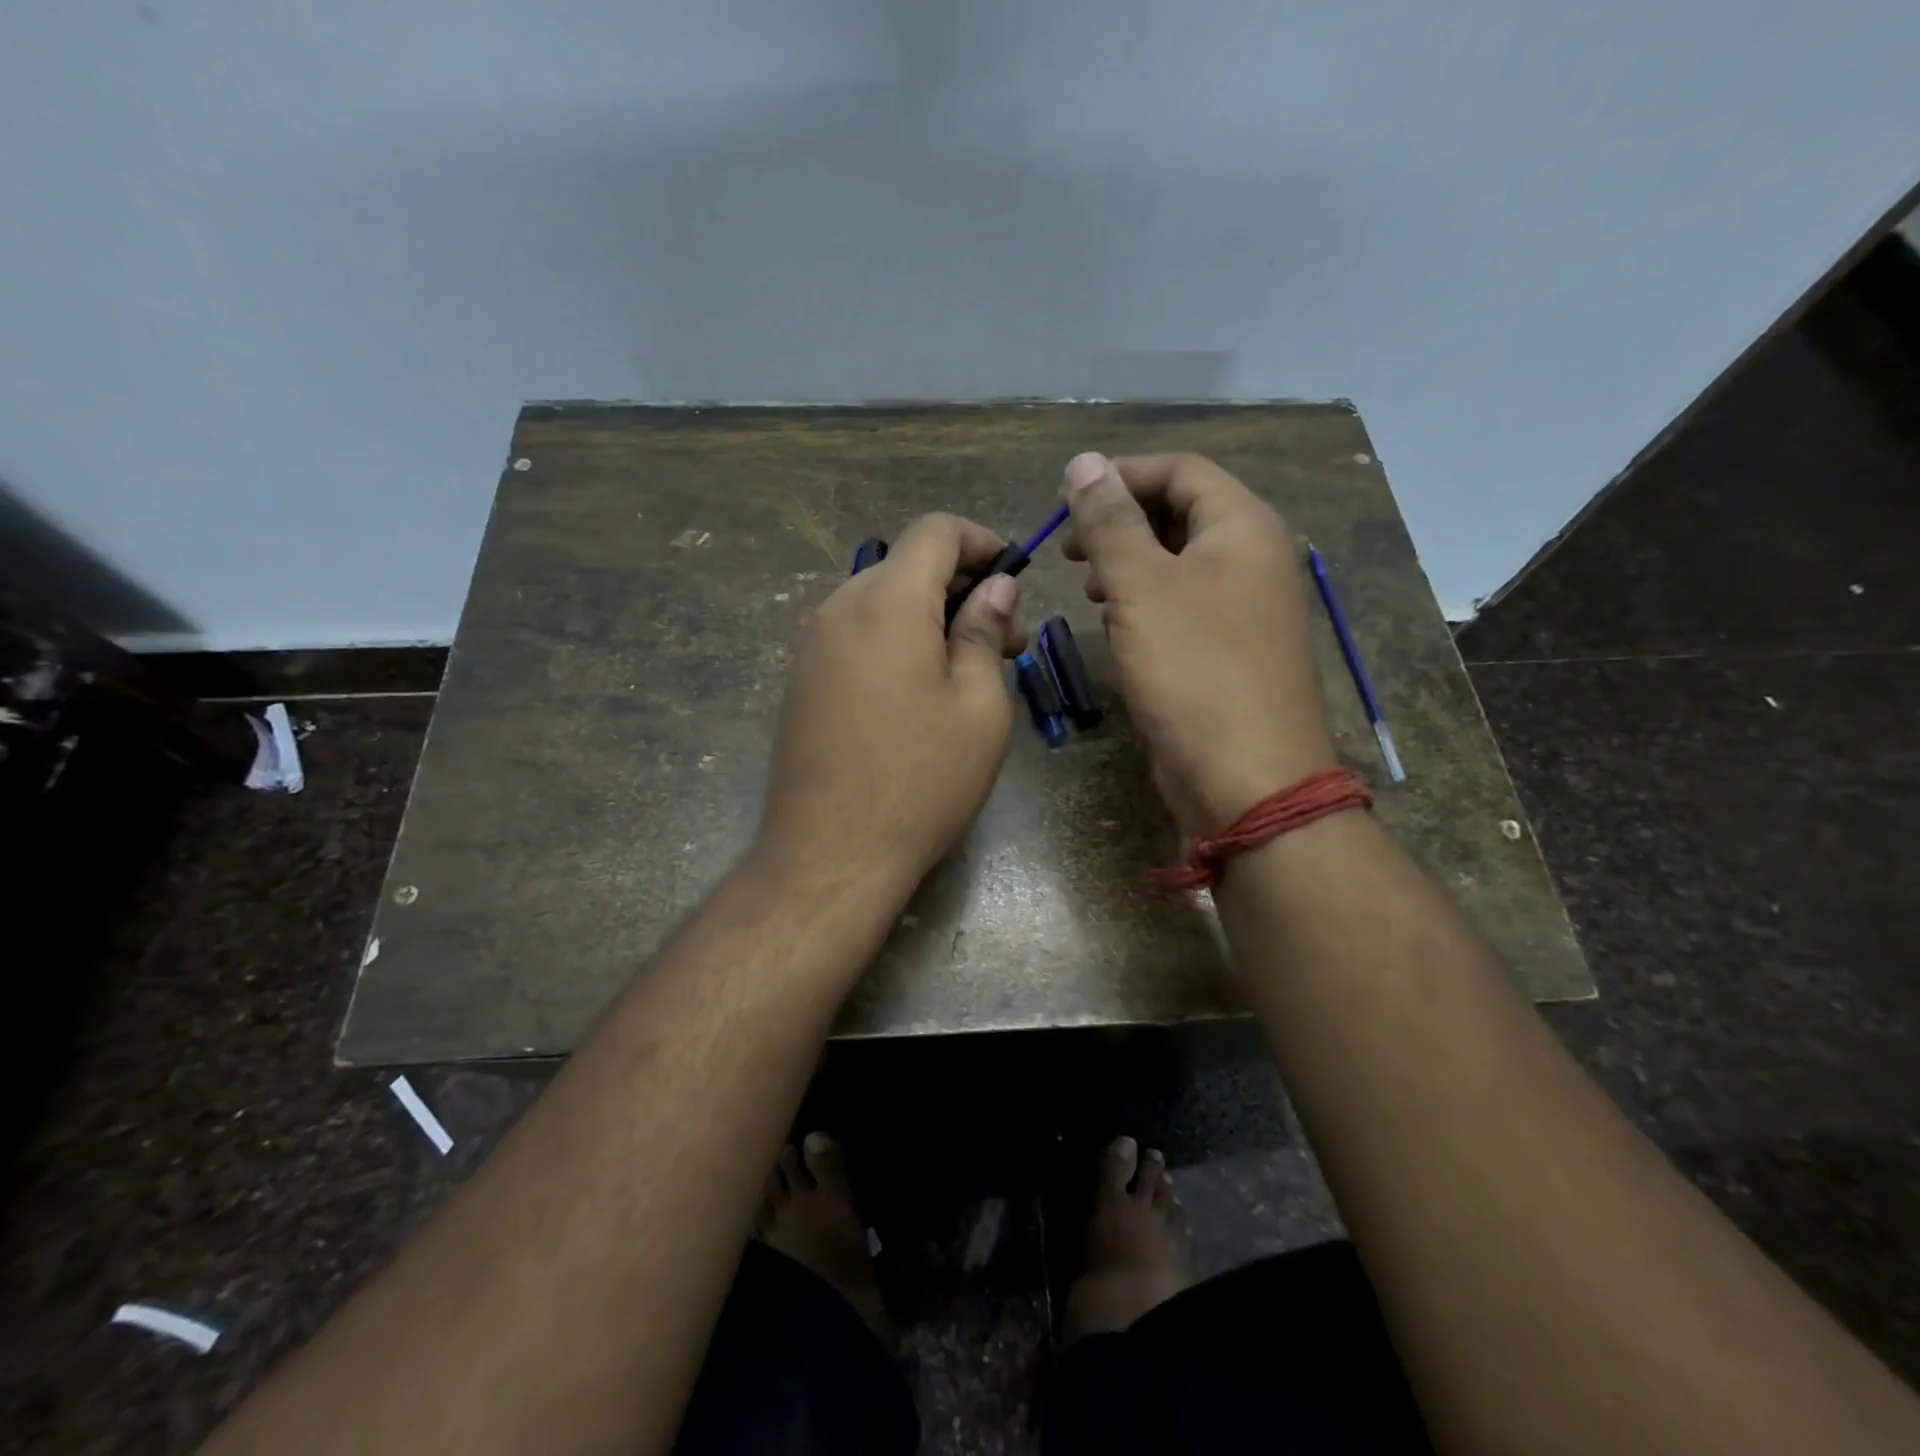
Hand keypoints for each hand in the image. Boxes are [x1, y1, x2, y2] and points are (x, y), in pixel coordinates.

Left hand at [759, 513, 1026, 897]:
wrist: (830, 853)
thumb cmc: (921, 779)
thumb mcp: (978, 705)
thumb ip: (984, 631)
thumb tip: (996, 587)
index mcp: (887, 602)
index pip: (935, 530)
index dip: (983, 542)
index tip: (1015, 579)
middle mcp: (840, 608)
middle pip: (907, 566)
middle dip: (963, 588)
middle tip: (1007, 643)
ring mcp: (813, 646)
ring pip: (882, 602)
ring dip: (931, 618)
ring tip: (970, 672)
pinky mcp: (804, 680)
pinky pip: (858, 636)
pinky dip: (898, 642)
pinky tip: (923, 692)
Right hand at [1060, 451, 1335, 833]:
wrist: (1246, 778)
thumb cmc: (1194, 671)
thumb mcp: (1141, 587)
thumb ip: (1110, 522)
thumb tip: (1083, 462)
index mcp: (1244, 528)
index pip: (1181, 471)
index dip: (1121, 476)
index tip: (1066, 502)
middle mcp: (1252, 559)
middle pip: (1182, 514)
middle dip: (1121, 523)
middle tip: (1071, 550)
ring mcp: (1245, 608)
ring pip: (1180, 563)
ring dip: (1130, 564)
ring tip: (1089, 586)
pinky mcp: (1229, 650)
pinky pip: (1183, 605)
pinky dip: (1146, 603)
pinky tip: (1117, 624)